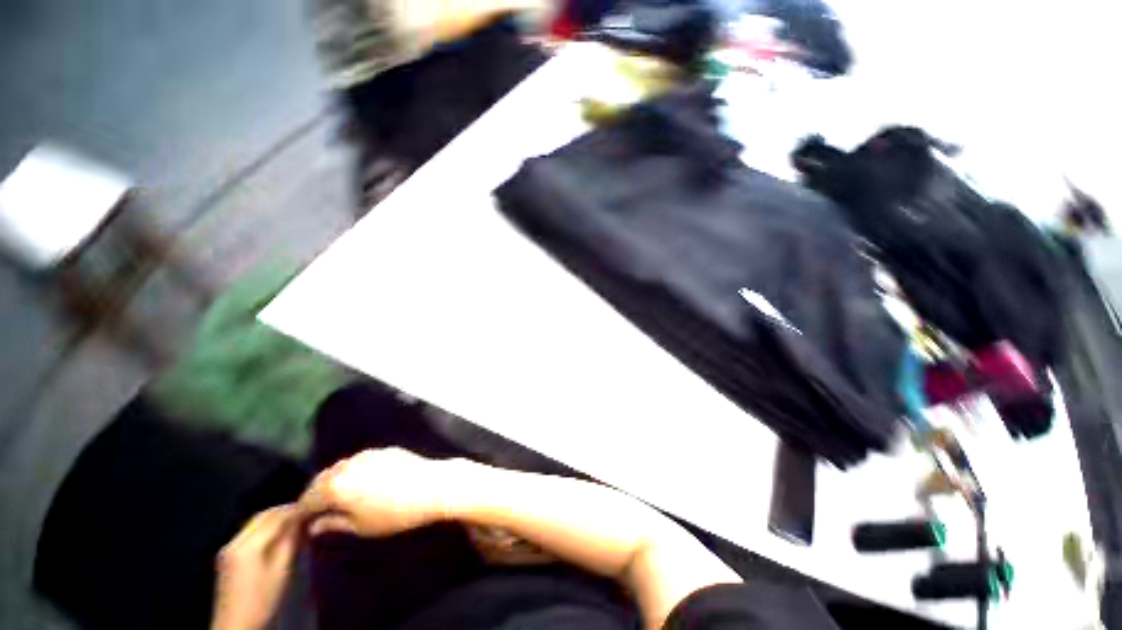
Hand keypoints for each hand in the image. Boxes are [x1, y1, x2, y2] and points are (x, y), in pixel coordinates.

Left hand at [211, 505, 303, 629]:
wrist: (235, 626)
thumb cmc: (262, 600)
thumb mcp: (281, 571)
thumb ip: (291, 542)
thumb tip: (304, 520)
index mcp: (247, 546)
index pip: (275, 517)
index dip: (295, 510)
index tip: (313, 507)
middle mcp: (234, 542)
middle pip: (262, 516)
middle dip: (284, 511)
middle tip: (305, 510)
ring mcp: (228, 548)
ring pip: (254, 523)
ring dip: (274, 518)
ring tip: (294, 520)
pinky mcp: (227, 555)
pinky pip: (249, 532)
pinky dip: (265, 527)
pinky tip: (277, 533)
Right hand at [300, 448, 469, 537]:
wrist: (433, 486)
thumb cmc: (395, 513)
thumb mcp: (361, 526)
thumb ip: (334, 524)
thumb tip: (314, 526)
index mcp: (336, 486)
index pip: (307, 499)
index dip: (301, 513)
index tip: (301, 524)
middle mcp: (348, 465)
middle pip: (322, 479)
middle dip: (315, 495)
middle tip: (317, 512)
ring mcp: (368, 454)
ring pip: (341, 467)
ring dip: (334, 481)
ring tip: (338, 498)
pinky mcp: (385, 450)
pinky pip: (361, 460)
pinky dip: (354, 471)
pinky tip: (362, 483)